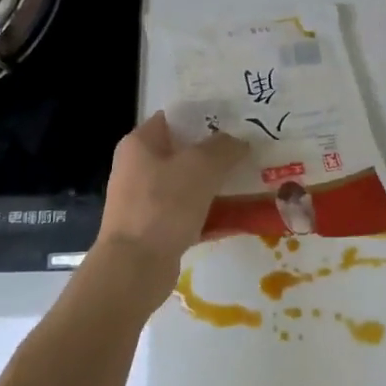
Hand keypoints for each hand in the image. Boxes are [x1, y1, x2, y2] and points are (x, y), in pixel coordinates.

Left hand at [96, 112, 246, 270]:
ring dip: (217, 186)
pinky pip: (189, 214)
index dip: (205, 118)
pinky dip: (211, 214)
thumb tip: (238, 142)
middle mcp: (137, 168)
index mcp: (140, 144)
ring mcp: (145, 201)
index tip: (236, 122)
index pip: (174, 118)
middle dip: (216, 154)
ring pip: (189, 185)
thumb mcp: (201, 166)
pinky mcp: (155, 229)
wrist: (134, 268)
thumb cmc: (163, 205)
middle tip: (249, 154)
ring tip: (251, 184)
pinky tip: (239, 218)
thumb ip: (224, 147)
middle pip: (184, 153)